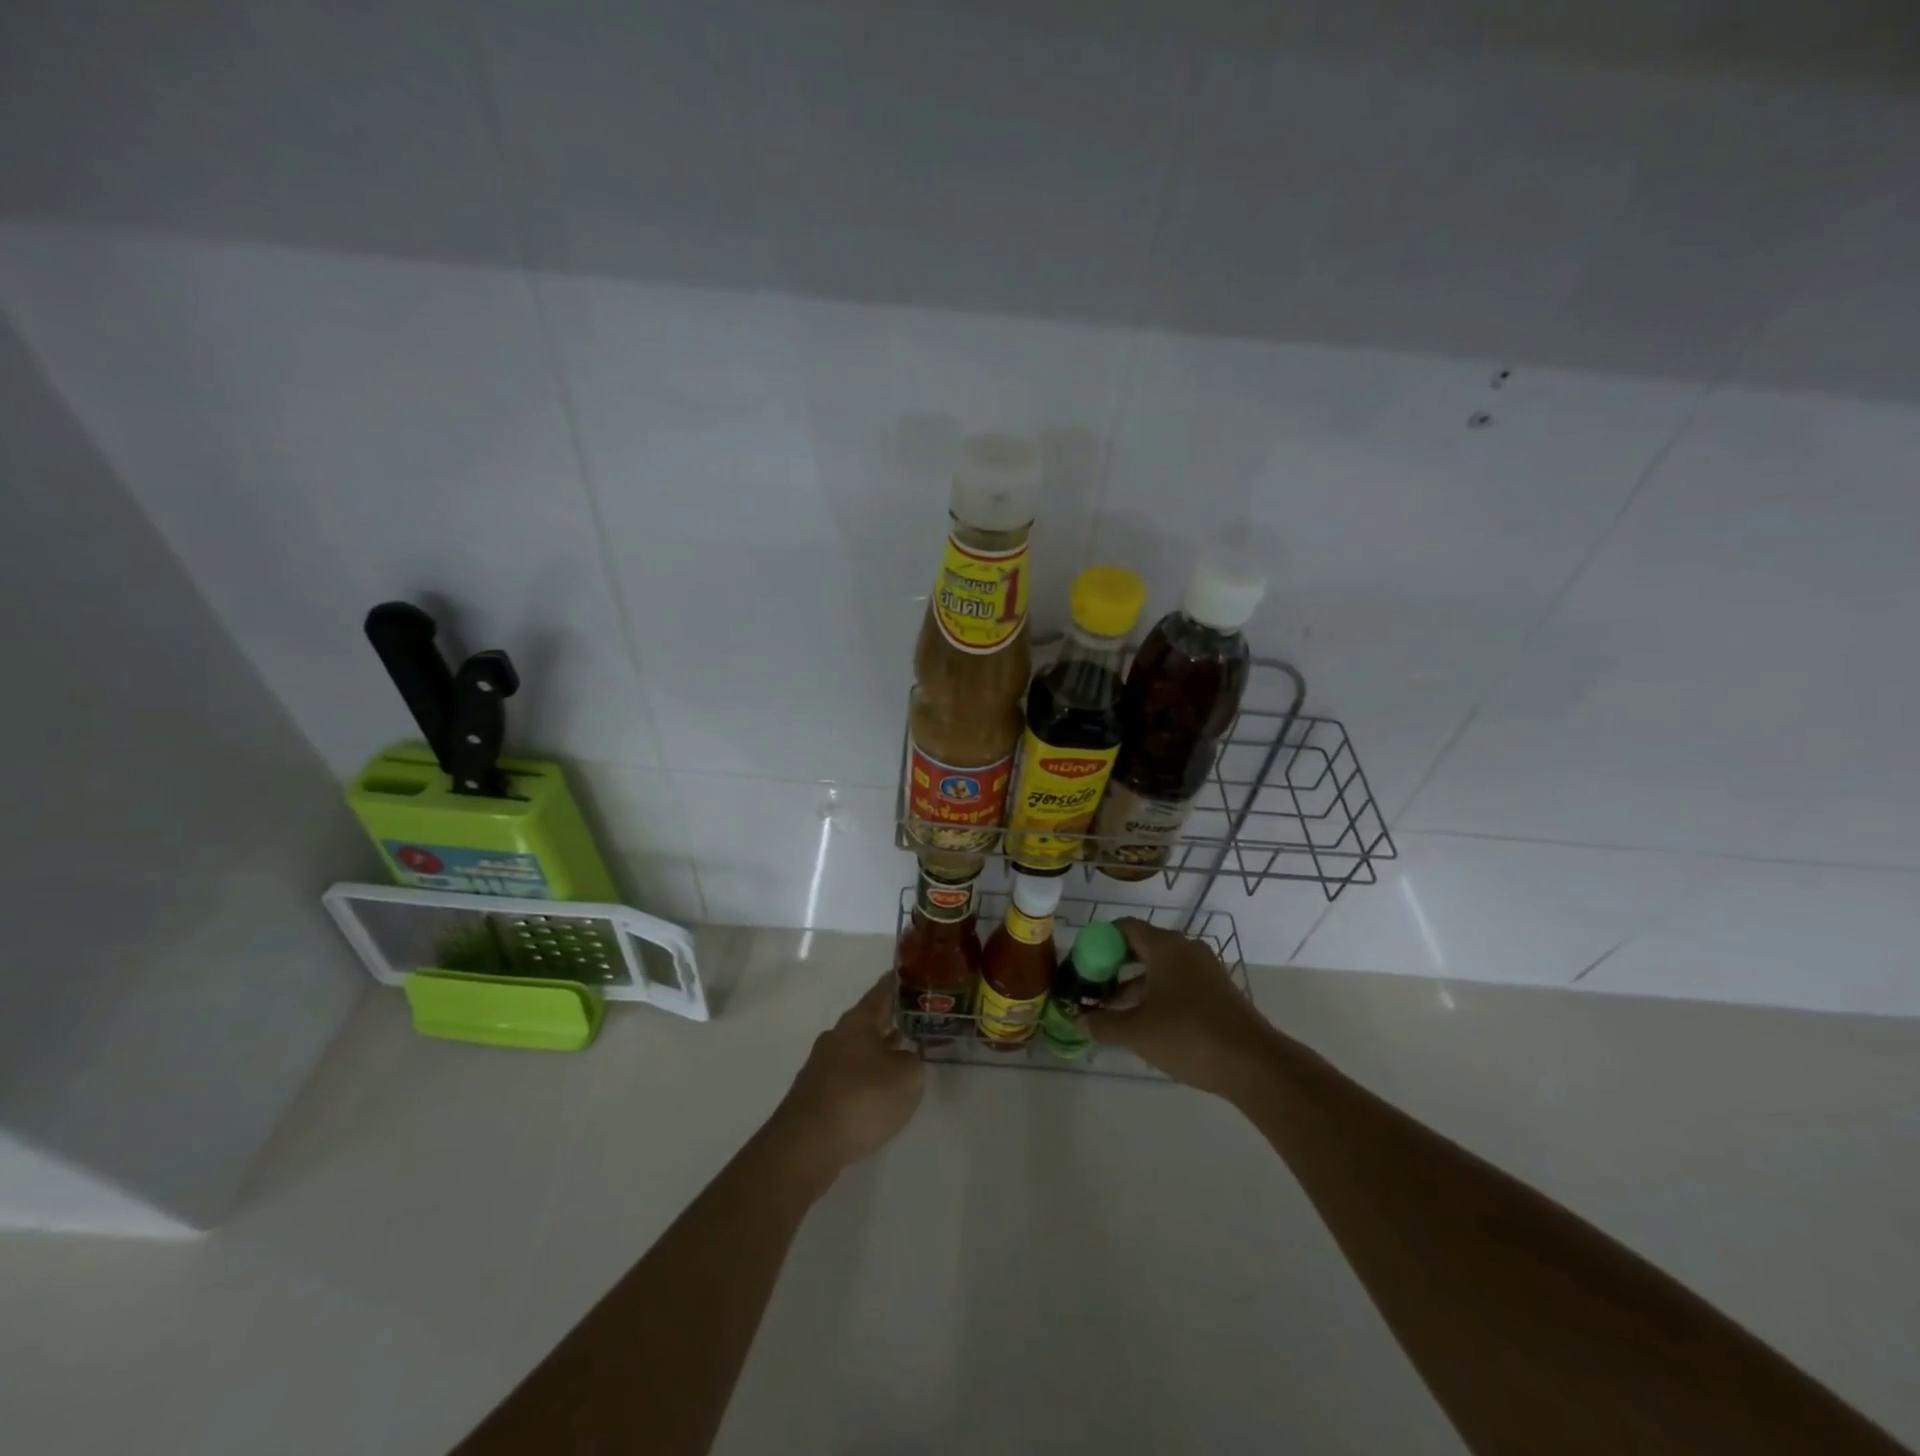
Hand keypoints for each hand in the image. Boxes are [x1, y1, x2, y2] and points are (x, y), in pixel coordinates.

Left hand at [769, 973, 925, 1182]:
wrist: (805, 1146)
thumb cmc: (861, 1100)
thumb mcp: (907, 1077)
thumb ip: (913, 1061)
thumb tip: (904, 1059)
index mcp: (858, 1021)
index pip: (883, 990)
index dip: (901, 982)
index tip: (916, 974)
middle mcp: (837, 1035)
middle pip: (870, 1020)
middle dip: (892, 1020)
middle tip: (919, 1020)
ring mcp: (822, 1065)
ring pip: (859, 1049)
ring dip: (880, 1050)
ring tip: (905, 1057)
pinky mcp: (816, 1093)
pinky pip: (849, 1075)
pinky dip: (866, 1077)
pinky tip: (879, 1093)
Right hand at [1085, 919, 1278, 1099]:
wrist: (1254, 1064)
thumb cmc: (1189, 1036)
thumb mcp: (1137, 1032)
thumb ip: (1104, 1023)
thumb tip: (1080, 1020)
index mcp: (1165, 946)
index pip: (1124, 927)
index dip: (1099, 941)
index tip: (1083, 964)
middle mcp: (1186, 949)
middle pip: (1142, 945)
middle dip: (1115, 964)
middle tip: (1094, 986)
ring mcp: (1205, 969)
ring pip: (1161, 966)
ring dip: (1136, 982)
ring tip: (1114, 1010)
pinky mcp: (1218, 990)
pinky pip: (1178, 981)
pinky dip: (1158, 992)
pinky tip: (1147, 1021)